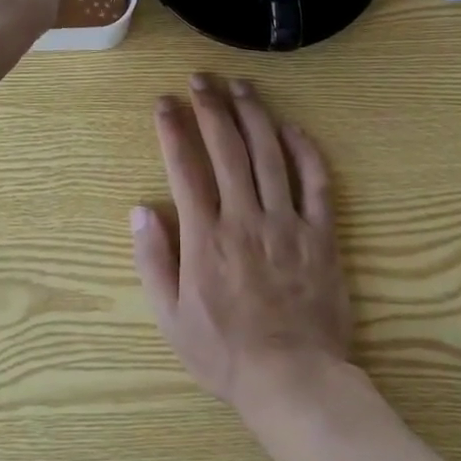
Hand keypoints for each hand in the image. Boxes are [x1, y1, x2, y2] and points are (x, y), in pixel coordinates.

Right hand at [131, 75, 352, 420]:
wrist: (294, 381)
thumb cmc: (225, 352)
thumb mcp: (171, 317)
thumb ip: (153, 260)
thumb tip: (140, 209)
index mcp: (205, 236)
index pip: (185, 167)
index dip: (173, 128)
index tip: (165, 102)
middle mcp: (244, 217)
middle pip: (227, 148)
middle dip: (211, 106)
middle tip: (201, 78)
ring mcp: (286, 222)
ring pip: (269, 154)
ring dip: (253, 114)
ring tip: (240, 85)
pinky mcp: (320, 234)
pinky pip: (316, 183)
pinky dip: (305, 150)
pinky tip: (291, 127)